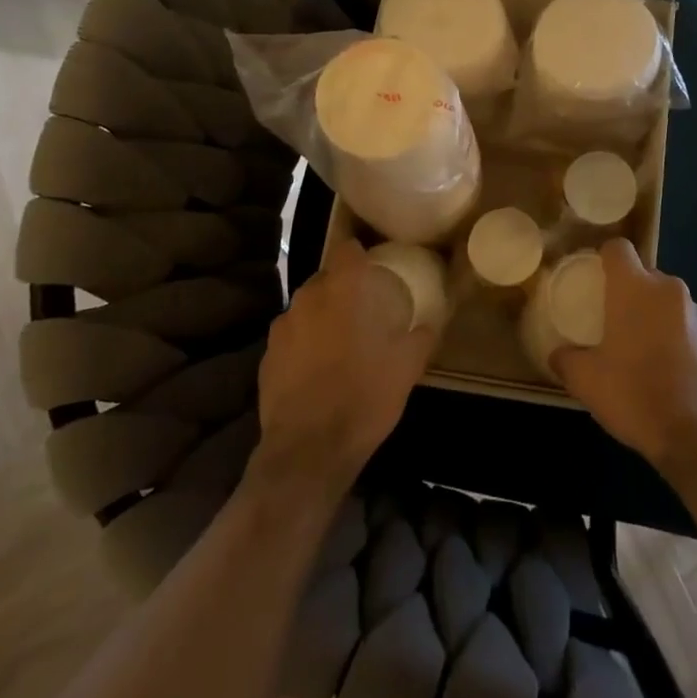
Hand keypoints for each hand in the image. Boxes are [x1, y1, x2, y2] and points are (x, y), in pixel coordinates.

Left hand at [250, 240, 436, 496]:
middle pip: (326, 277)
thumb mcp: (408, 366)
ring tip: (340, 341)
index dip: (360, 252)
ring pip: (307, 307)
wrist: (309, 450)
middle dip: (342, 288)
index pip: (347, 247)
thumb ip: (421, 336)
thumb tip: (429, 323)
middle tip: (363, 308)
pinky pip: (291, 336)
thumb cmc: (366, 395)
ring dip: (322, 316)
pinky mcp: (266, 356)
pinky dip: (304, 343)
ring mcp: (282, 326)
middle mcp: (308, 297)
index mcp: (343, 289)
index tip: (374, 264)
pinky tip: (317, 369)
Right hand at [551, 240, 696, 472]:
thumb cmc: (634, 394)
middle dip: (632, 293)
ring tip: (644, 352)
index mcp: (635, 287)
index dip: (605, 258)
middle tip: (615, 322)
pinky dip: (679, 341)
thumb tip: (558, 355)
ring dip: (657, 318)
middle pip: (646, 276)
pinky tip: (670, 375)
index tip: (596, 278)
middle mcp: (670, 290)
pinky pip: (691, 330)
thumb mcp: (586, 381)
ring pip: (671, 304)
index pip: (618, 248)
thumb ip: (567, 360)